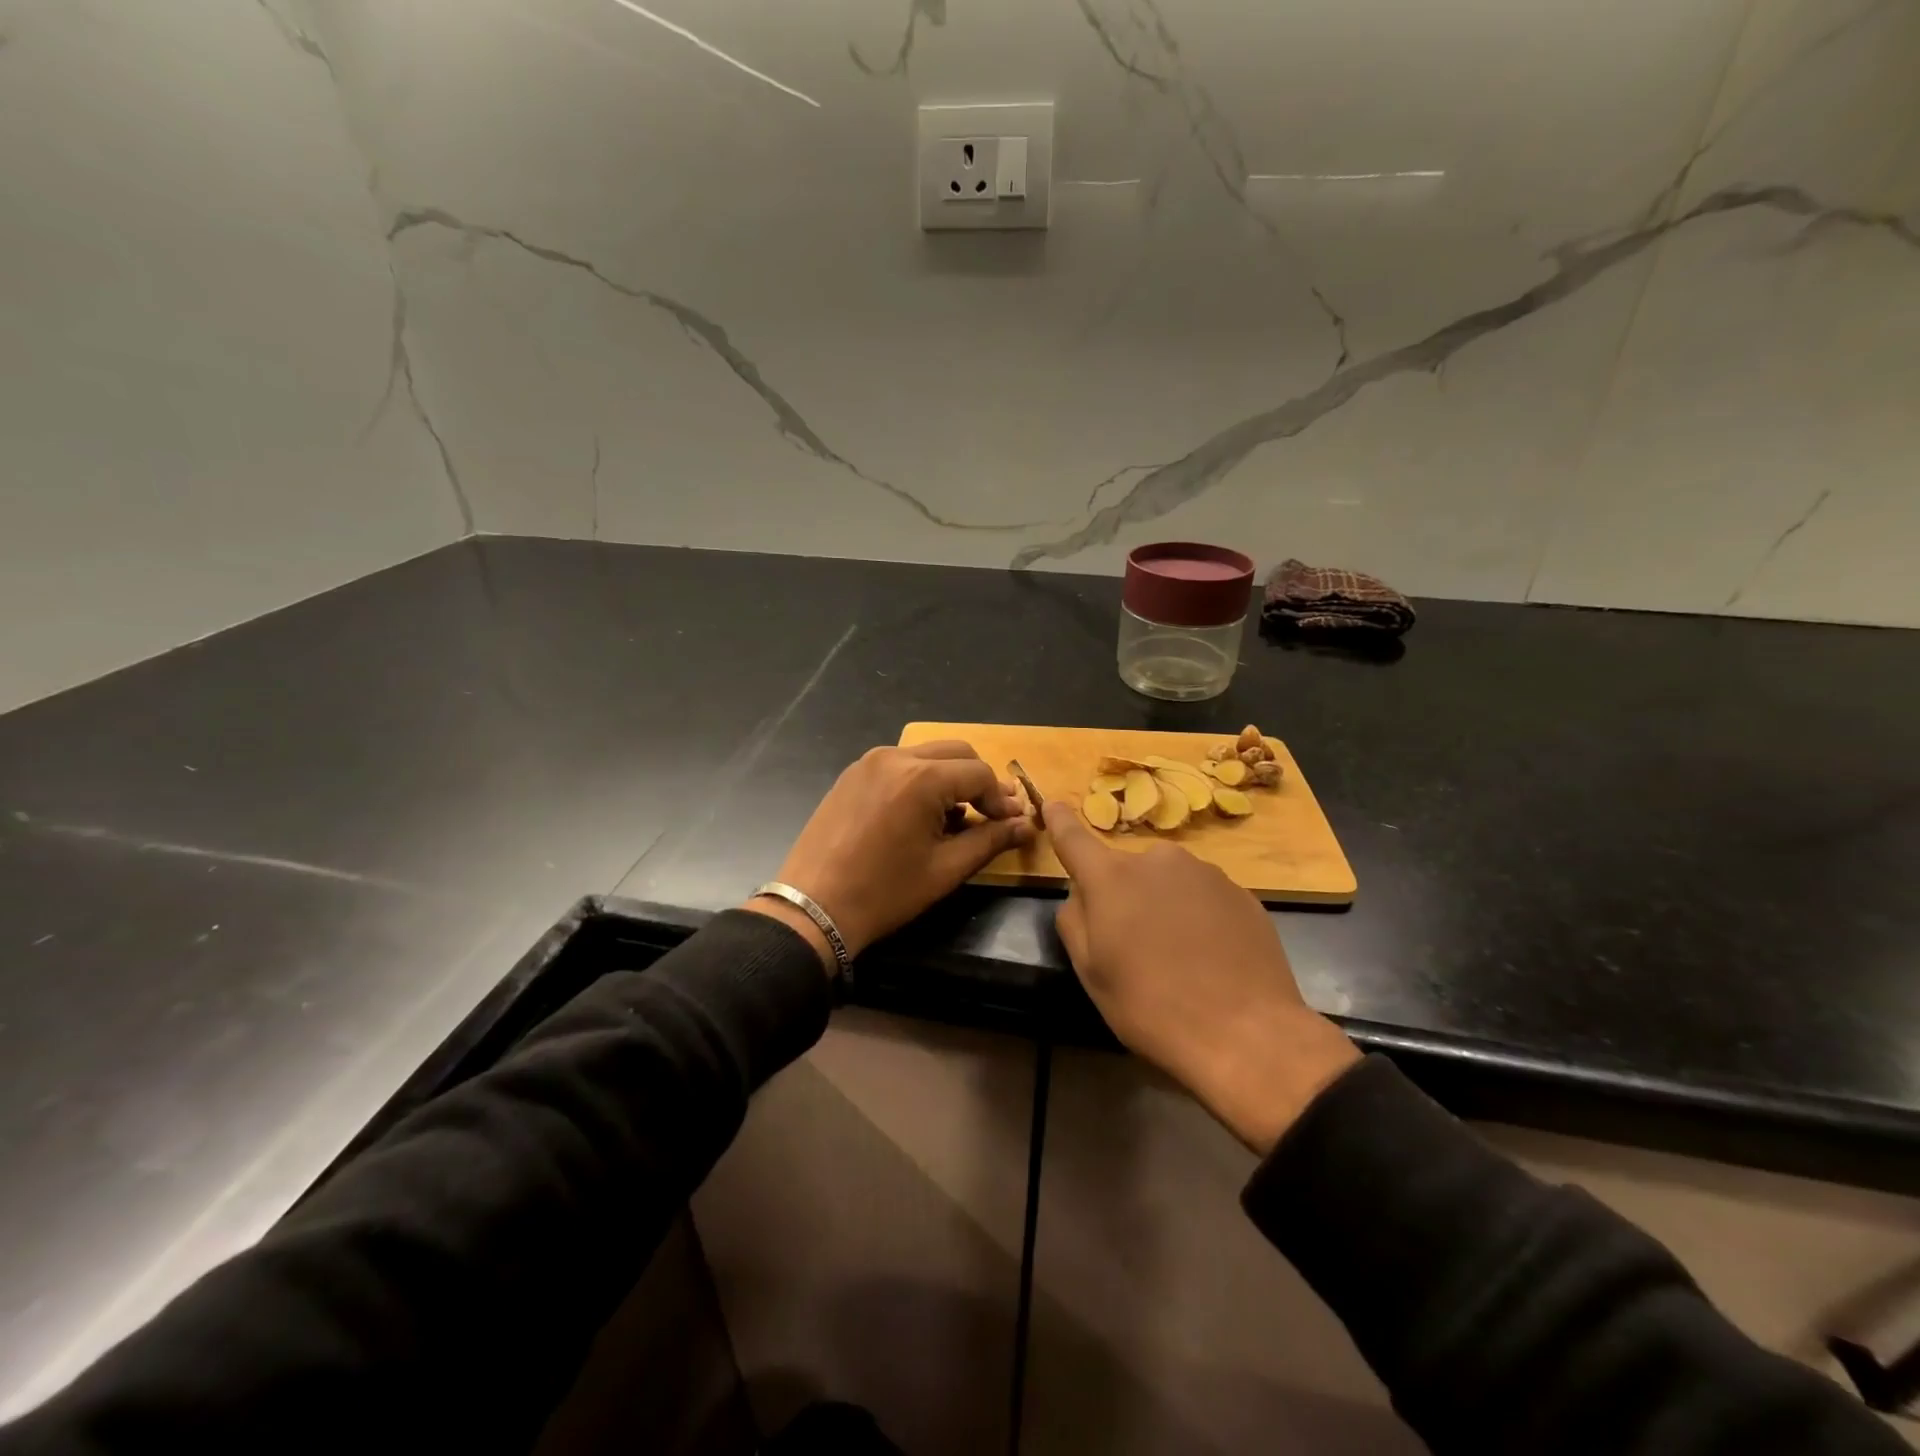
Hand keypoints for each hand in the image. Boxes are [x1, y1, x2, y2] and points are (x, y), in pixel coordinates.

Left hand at [745, 742, 1035, 971]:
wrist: (813, 907)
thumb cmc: (885, 892)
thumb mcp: (945, 869)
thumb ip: (990, 840)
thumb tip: (1025, 825)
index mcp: (921, 778)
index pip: (979, 773)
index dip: (1001, 798)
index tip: (1010, 824)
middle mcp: (896, 757)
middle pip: (956, 753)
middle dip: (978, 781)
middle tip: (990, 815)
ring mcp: (869, 762)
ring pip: (927, 755)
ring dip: (950, 778)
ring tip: (955, 818)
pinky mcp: (852, 774)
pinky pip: (899, 764)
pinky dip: (920, 779)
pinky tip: (920, 814)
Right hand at [1046, 803, 1359, 1154]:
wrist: (1246, 1033)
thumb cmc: (1151, 1006)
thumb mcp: (1090, 972)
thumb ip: (1074, 919)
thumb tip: (1082, 893)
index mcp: (1111, 877)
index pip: (1074, 838)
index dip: (1059, 821)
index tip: (1053, 804)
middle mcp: (1157, 860)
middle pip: (1127, 870)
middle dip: (1125, 896)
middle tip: (1135, 946)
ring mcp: (1205, 872)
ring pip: (1168, 883)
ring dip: (1164, 906)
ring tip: (1180, 958)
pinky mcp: (1241, 892)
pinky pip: (1204, 897)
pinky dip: (1199, 918)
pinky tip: (1211, 958)